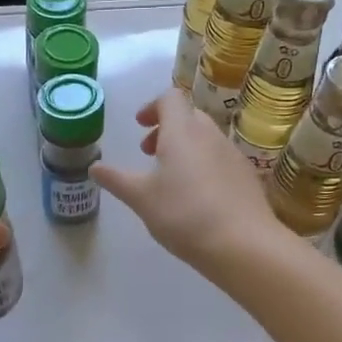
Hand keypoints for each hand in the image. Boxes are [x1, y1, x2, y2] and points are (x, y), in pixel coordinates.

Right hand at [92, 89, 284, 275]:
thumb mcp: (142, 199)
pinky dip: (203, 166)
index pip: (170, 98)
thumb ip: (117, 180)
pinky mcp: (247, 177)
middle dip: (167, 128)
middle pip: (189, 116)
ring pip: (206, 138)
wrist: (243, 244)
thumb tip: (94, 167)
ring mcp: (233, 155)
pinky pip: (220, 160)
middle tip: (149, 153)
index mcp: (182, 131)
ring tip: (170, 179)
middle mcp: (210, 135)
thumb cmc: (184, 214)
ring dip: (185, 148)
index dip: (153, 106)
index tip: (140, 126)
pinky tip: (197, 198)